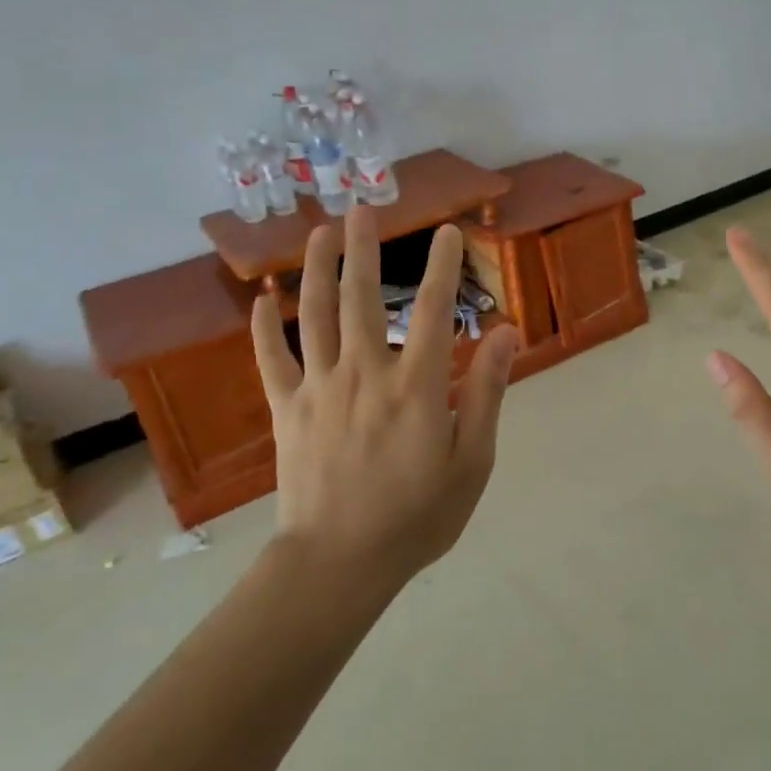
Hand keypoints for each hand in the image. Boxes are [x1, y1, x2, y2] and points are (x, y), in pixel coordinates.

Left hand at [250, 208, 519, 583]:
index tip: (449, 231)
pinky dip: (265, 328)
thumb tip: (508, 333)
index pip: (435, 309)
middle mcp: (366, 372)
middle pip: (362, 296)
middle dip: (363, 248)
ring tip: (319, 233)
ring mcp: (319, 387)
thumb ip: (488, 392)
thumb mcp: (473, 461)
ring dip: (316, 269)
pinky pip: (272, 359)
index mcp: (417, 385)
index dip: (444, 265)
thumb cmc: (418, 516)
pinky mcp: (287, 409)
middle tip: (361, 208)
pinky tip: (263, 301)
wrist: (339, 562)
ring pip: (314, 315)